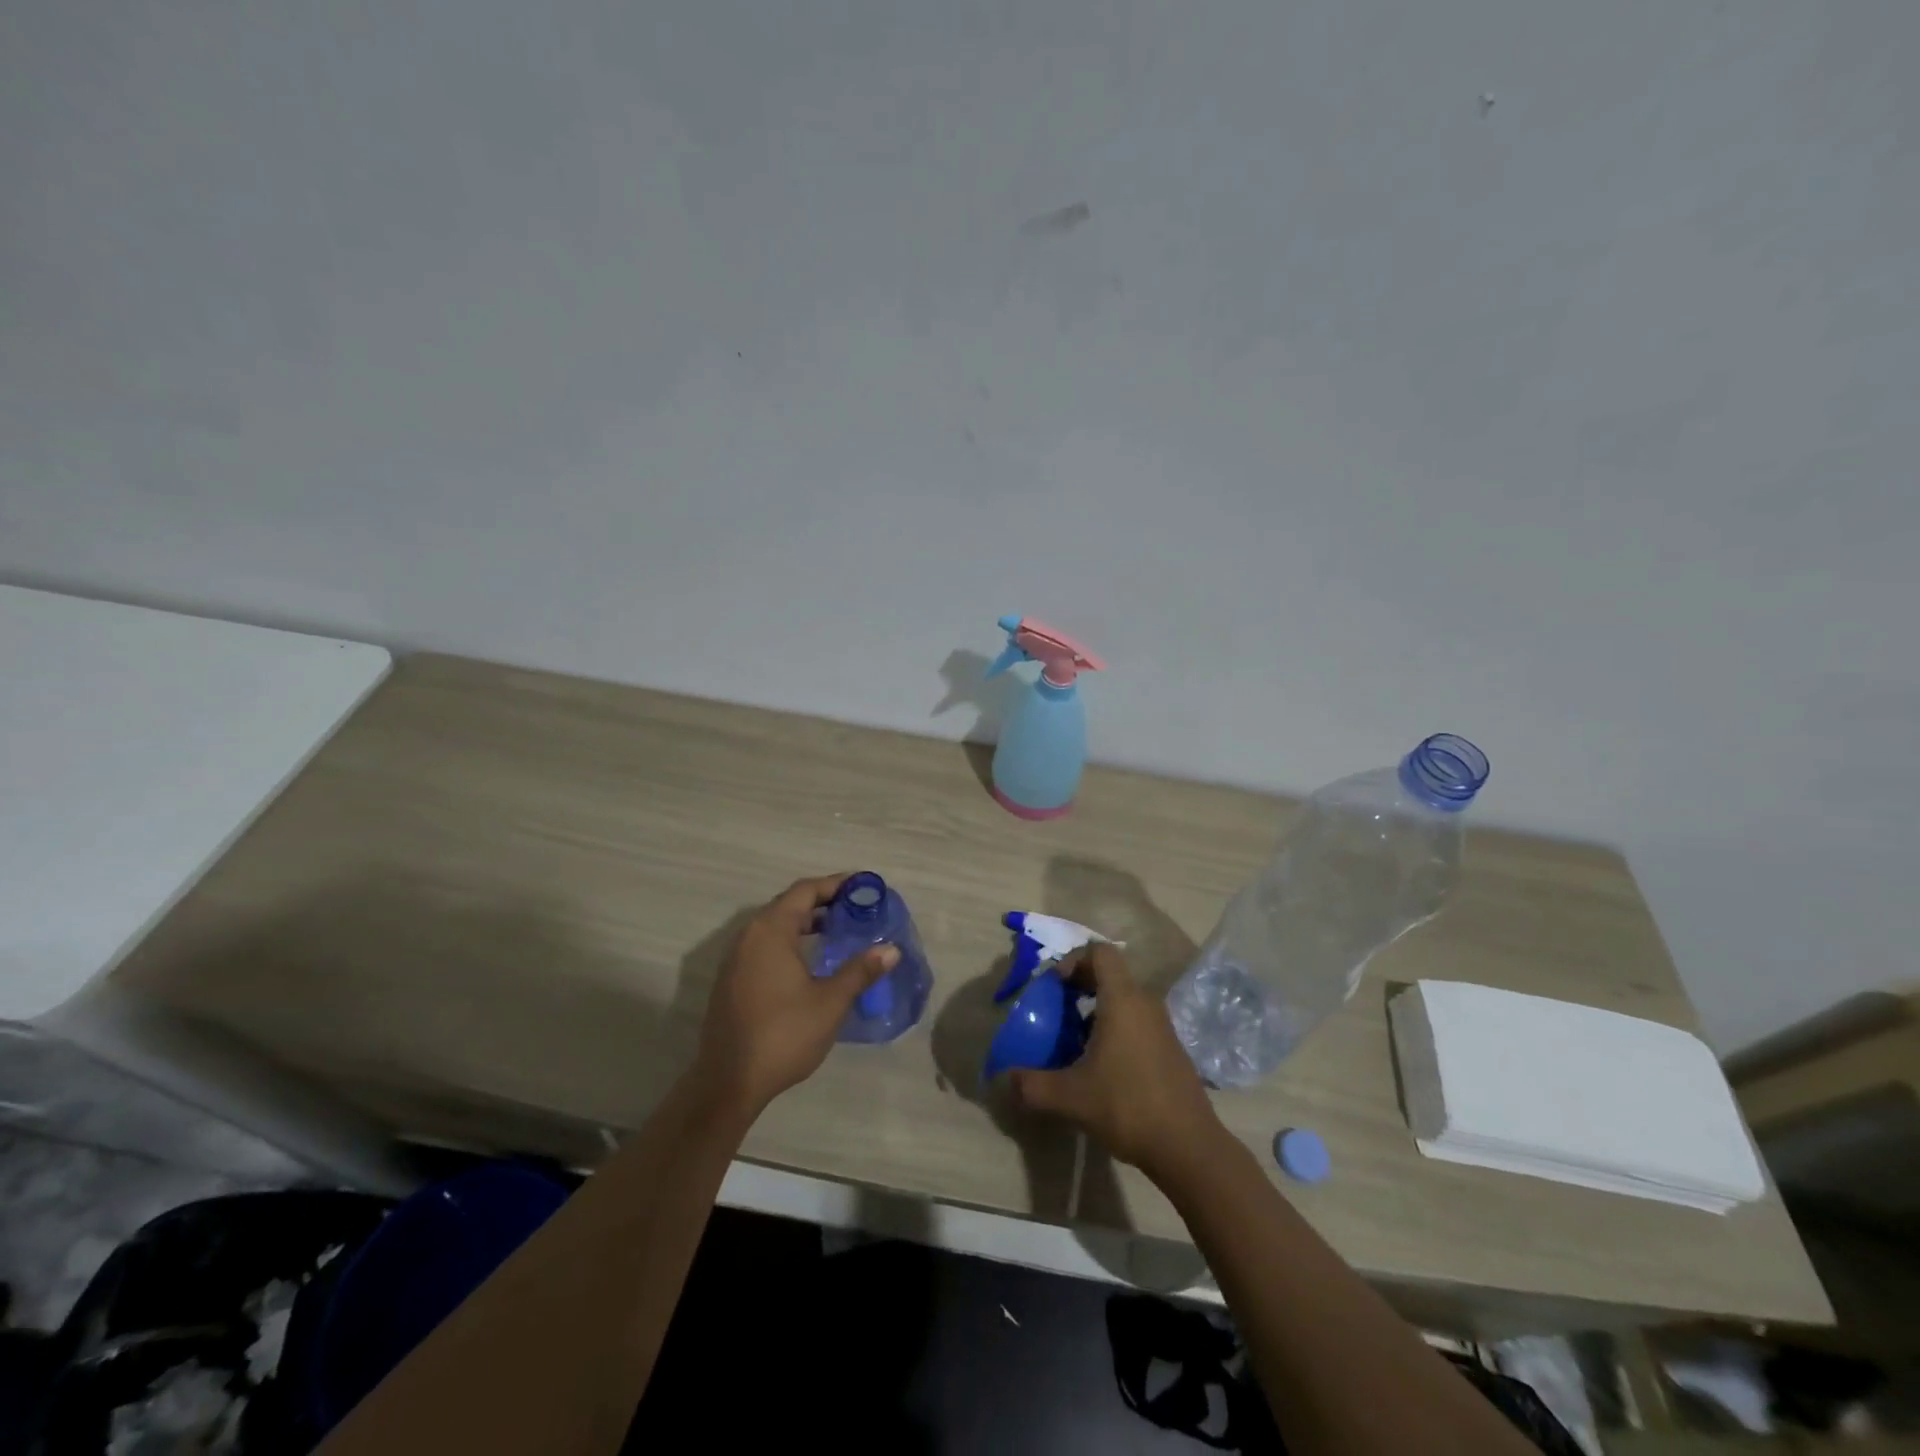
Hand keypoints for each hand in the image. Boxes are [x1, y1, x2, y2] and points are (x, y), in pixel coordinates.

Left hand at [692, 874, 898, 1116]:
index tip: (862, 887)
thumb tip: (891, 949)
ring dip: (805, 923)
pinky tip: (810, 961)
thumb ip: (860, 971)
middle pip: (788, 904)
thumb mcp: (830, 1002)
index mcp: (771, 931)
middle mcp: (749, 936)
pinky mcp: (732, 980)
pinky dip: (790, 941)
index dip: (835, 884)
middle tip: (856, 909)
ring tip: (839, 931)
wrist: (728, 1083)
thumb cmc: (783, 1035)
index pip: (805, 891)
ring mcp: (736, 959)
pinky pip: (765, 945)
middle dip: (823, 902)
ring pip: (775, 926)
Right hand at [1009, 944, 1222, 1179]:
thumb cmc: (1127, 1106)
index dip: (1074, 960)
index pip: (1100, 952)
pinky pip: (1138, 1021)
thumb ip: (1033, 1085)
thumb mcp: (1071, 1097)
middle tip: (1058, 1010)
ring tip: (1076, 1040)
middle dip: (1081, 985)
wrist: (1188, 1146)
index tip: (1056, 986)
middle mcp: (1145, 1003)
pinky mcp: (1171, 1048)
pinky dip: (1117, 1028)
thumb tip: (1005, 1078)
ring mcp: (1163, 1026)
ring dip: (1099, 1009)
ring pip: (1125, 999)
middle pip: (1112, 974)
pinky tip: (1103, 1066)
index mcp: (1123, 1000)